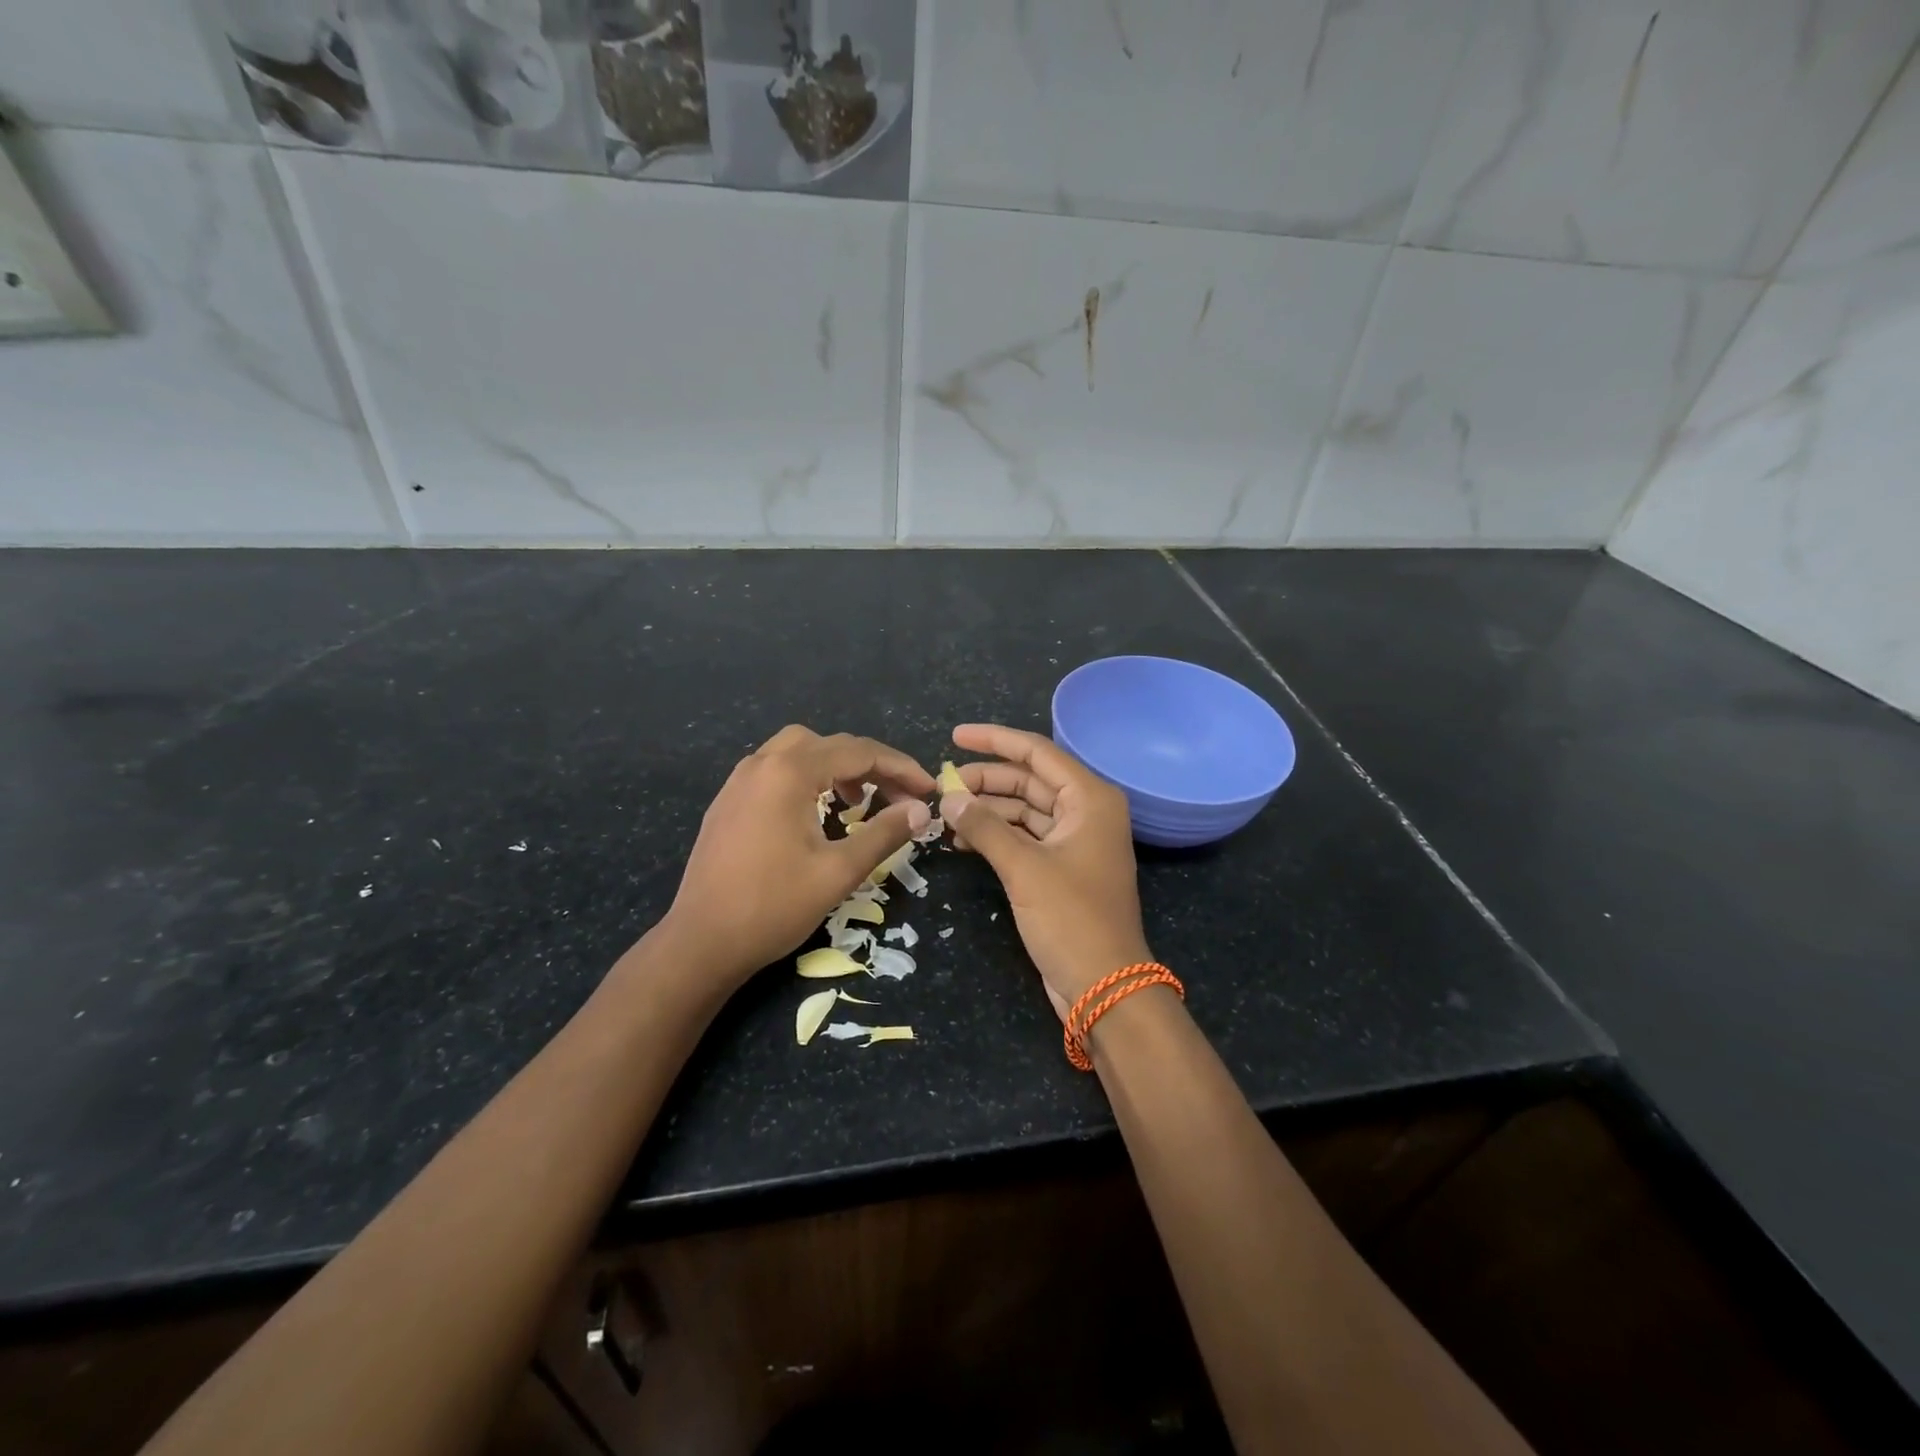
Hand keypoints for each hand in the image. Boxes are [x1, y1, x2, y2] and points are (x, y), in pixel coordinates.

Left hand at [661, 726, 933, 989]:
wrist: (701, 943)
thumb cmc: (773, 907)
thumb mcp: (838, 872)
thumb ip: (884, 834)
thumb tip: (920, 810)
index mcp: (789, 772)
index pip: (859, 752)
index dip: (901, 768)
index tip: (929, 790)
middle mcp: (762, 764)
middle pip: (829, 744)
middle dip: (871, 764)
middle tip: (900, 796)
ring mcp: (739, 781)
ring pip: (799, 751)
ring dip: (837, 767)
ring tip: (860, 800)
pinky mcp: (728, 801)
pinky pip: (776, 770)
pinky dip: (808, 777)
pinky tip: (817, 812)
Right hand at [939, 723, 1150, 1021]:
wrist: (1105, 986)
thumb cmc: (1072, 919)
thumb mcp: (1024, 868)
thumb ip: (985, 828)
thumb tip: (948, 798)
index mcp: (1089, 798)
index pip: (1037, 752)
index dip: (994, 741)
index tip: (955, 736)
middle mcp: (1085, 812)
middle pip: (1029, 780)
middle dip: (986, 780)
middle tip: (942, 785)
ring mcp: (1074, 841)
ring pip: (1024, 810)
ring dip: (987, 810)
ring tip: (945, 815)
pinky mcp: (1061, 868)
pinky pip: (1024, 837)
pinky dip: (996, 835)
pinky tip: (962, 840)